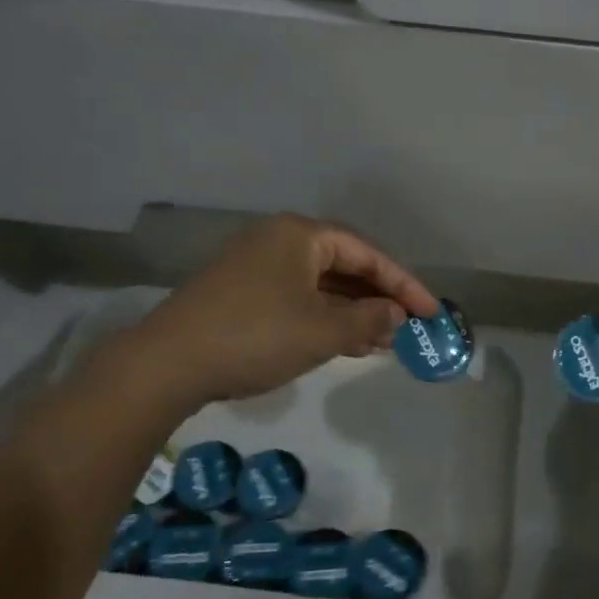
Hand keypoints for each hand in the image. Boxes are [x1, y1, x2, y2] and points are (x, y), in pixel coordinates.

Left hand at [133, 214, 438, 408]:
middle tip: (407, 328)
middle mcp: (279, 240)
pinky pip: (297, 298)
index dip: (404, 284)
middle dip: (377, 298)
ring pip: (320, 285)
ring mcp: (256, 266)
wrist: (168, 364)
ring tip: (382, 342)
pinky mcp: (241, 293)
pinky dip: (324, 318)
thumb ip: (368, 320)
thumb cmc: (256, 336)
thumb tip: (396, 315)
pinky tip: (343, 343)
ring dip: (352, 312)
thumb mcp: (322, 331)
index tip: (431, 312)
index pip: (367, 253)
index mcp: (301, 235)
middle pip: (344, 265)